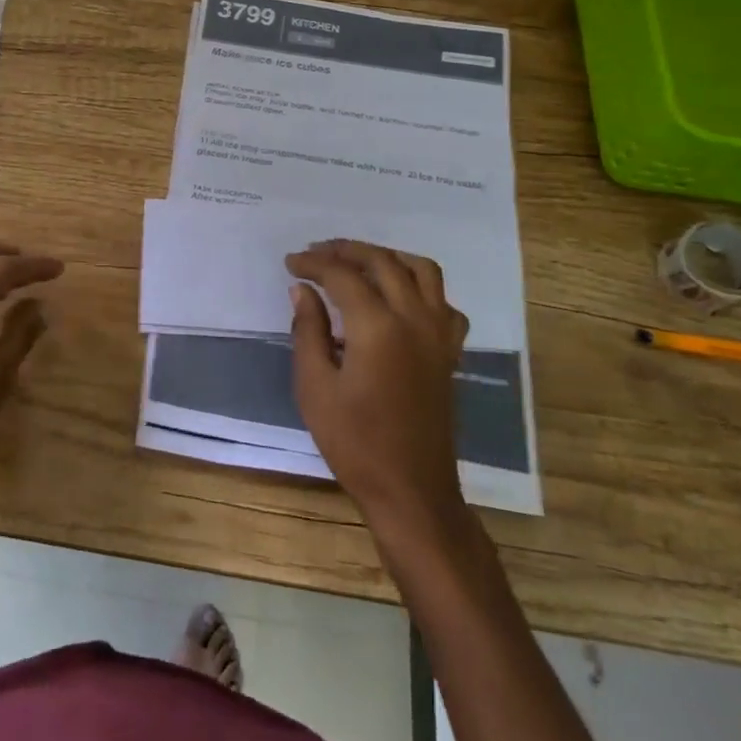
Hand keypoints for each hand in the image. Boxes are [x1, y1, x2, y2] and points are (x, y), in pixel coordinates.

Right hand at [285, 240, 471, 539]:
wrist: (410, 489)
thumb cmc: (354, 442)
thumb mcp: (314, 386)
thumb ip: (308, 330)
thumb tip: (302, 290)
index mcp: (378, 327)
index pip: (342, 275)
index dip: (313, 264)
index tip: (290, 263)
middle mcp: (414, 319)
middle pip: (383, 262)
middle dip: (347, 250)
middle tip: (317, 253)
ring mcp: (439, 335)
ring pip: (423, 271)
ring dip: (388, 257)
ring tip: (359, 262)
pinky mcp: (449, 352)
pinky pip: (443, 303)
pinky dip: (421, 288)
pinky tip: (399, 299)